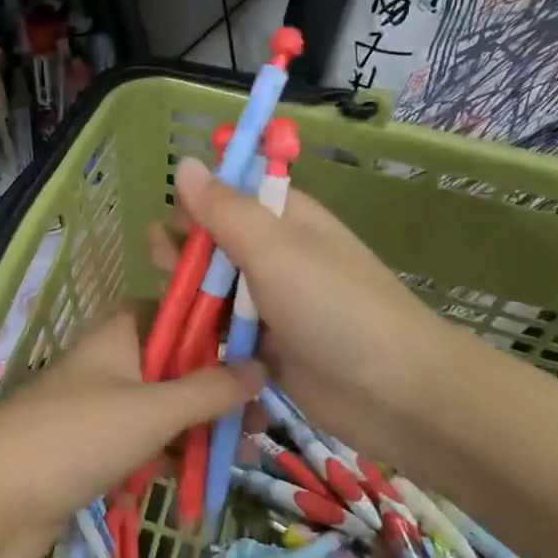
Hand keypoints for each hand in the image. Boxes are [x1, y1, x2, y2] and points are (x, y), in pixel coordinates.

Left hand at [0, 311, 261, 557]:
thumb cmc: (76, 437)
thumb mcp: (152, 410)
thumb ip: (208, 389)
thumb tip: (260, 368)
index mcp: (118, 334)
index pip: (173, 311)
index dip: (214, 326)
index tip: (258, 351)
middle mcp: (107, 364)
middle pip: (172, 365)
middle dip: (214, 391)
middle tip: (258, 421)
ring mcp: (95, 410)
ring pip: (159, 411)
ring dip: (195, 430)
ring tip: (240, 456)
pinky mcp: (87, 452)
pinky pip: (138, 447)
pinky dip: (164, 459)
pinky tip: (195, 482)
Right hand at [158, 156, 451, 467]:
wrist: (396, 395)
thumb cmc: (336, 309)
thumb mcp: (276, 250)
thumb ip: (225, 211)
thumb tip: (183, 162)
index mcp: (284, 221)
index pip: (229, 196)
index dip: (195, 204)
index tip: (168, 224)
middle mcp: (275, 257)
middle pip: (215, 245)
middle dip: (184, 253)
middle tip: (161, 269)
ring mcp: (270, 305)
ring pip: (214, 291)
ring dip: (188, 297)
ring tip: (164, 307)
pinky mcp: (265, 348)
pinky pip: (223, 334)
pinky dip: (201, 335)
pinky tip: (175, 340)